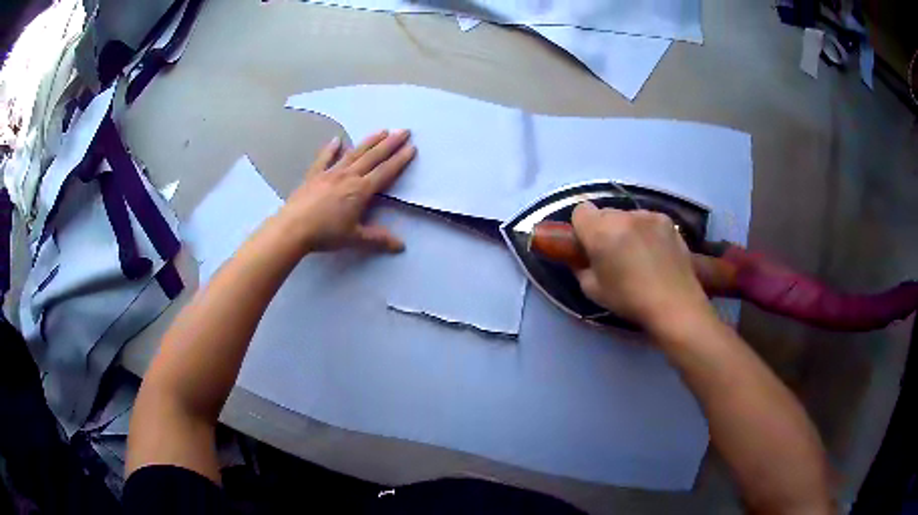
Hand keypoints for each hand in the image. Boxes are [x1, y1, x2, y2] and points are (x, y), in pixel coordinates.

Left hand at [280, 129, 415, 253]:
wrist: (293, 229)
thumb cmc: (325, 234)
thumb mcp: (354, 239)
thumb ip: (378, 239)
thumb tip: (401, 246)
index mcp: (360, 190)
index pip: (385, 172)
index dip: (400, 160)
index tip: (412, 148)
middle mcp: (348, 176)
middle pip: (373, 157)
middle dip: (390, 143)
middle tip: (404, 130)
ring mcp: (330, 173)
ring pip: (353, 153)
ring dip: (369, 141)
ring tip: (382, 130)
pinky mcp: (314, 176)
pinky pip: (324, 159)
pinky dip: (331, 149)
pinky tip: (337, 140)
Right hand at [571, 202, 711, 330]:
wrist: (674, 303)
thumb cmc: (629, 300)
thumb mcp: (592, 290)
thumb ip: (580, 267)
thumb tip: (581, 257)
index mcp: (600, 231)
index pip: (580, 211)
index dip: (582, 228)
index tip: (588, 247)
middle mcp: (623, 216)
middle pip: (604, 213)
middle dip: (604, 228)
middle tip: (613, 254)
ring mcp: (648, 215)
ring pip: (627, 216)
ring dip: (626, 229)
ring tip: (638, 254)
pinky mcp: (667, 220)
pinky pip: (647, 220)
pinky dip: (646, 231)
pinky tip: (655, 253)